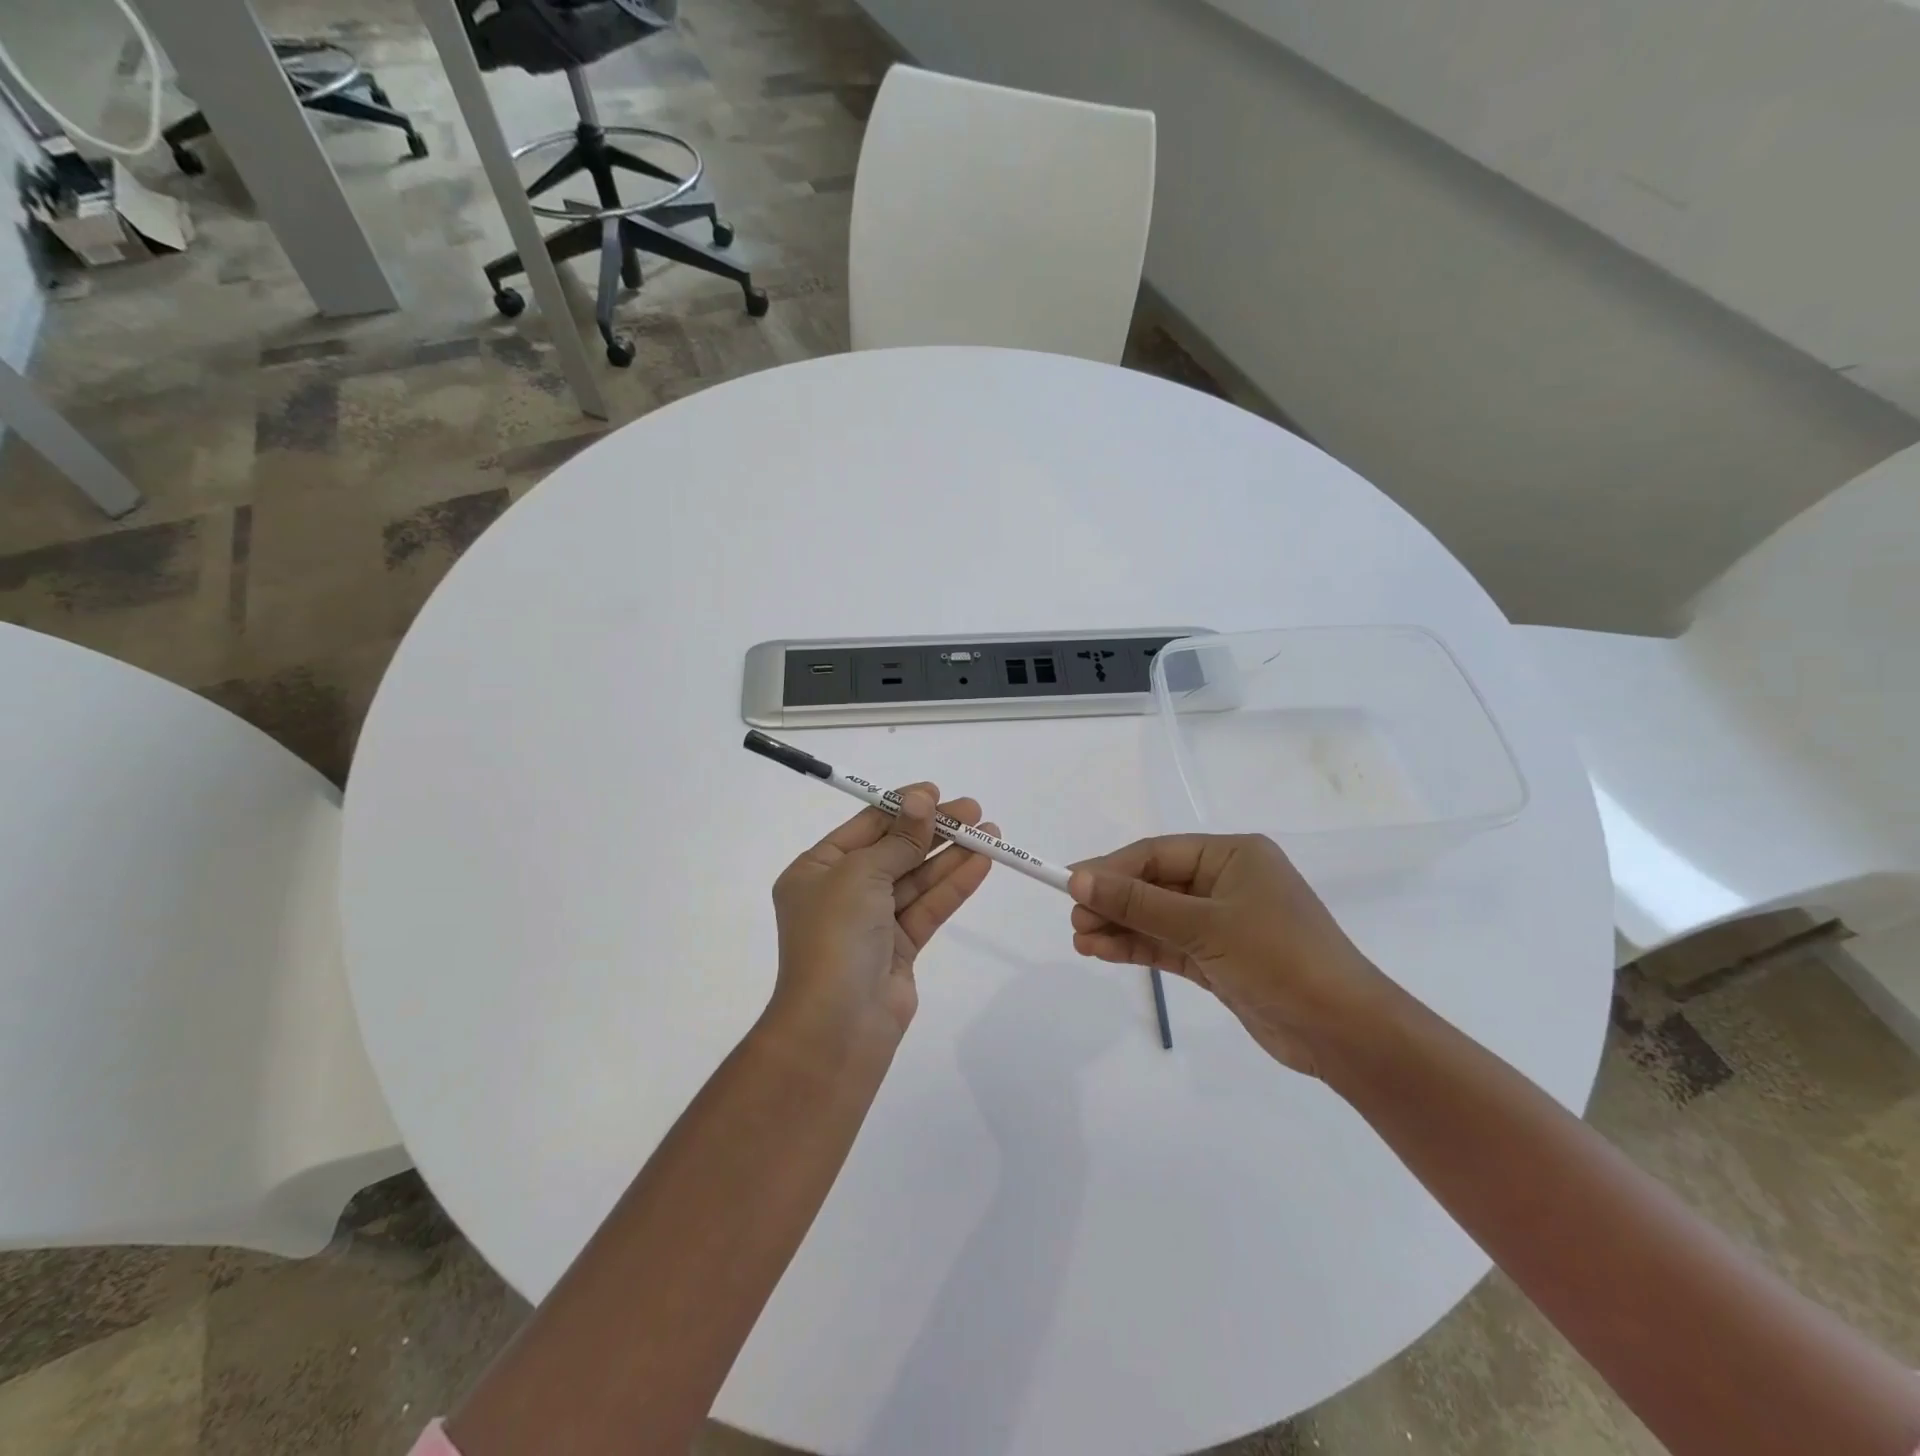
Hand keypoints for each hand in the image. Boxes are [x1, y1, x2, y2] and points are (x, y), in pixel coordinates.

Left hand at [769, 784, 995, 1060]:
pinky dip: (953, 886)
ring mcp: (871, 922)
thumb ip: (899, 840)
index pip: (864, 828)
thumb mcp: (861, 874)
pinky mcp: (899, 949)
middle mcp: (841, 893)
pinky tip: (981, 864)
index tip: (936, 793)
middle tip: (973, 811)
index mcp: (816, 870)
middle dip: (933, 830)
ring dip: (951, 856)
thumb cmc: (835, 935)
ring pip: (916, 880)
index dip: (901, 808)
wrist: (836, 1026)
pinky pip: (928, 908)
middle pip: (895, 851)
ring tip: (990, 834)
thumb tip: (922, 800)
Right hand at [1068, 834, 1392, 1076]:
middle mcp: (1227, 882)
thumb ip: (1138, 903)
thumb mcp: (1203, 925)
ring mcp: (1224, 922)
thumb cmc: (1278, 958)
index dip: (1110, 868)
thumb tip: (1079, 879)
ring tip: (1080, 940)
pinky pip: (1169, 945)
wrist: (1343, 1032)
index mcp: (1233, 856)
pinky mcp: (1220, 958)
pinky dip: (1138, 948)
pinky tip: (1103, 952)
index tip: (1068, 884)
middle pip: (1154, 885)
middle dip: (1113, 901)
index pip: (1156, 854)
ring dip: (1120, 927)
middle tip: (1074, 919)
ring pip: (1158, 918)